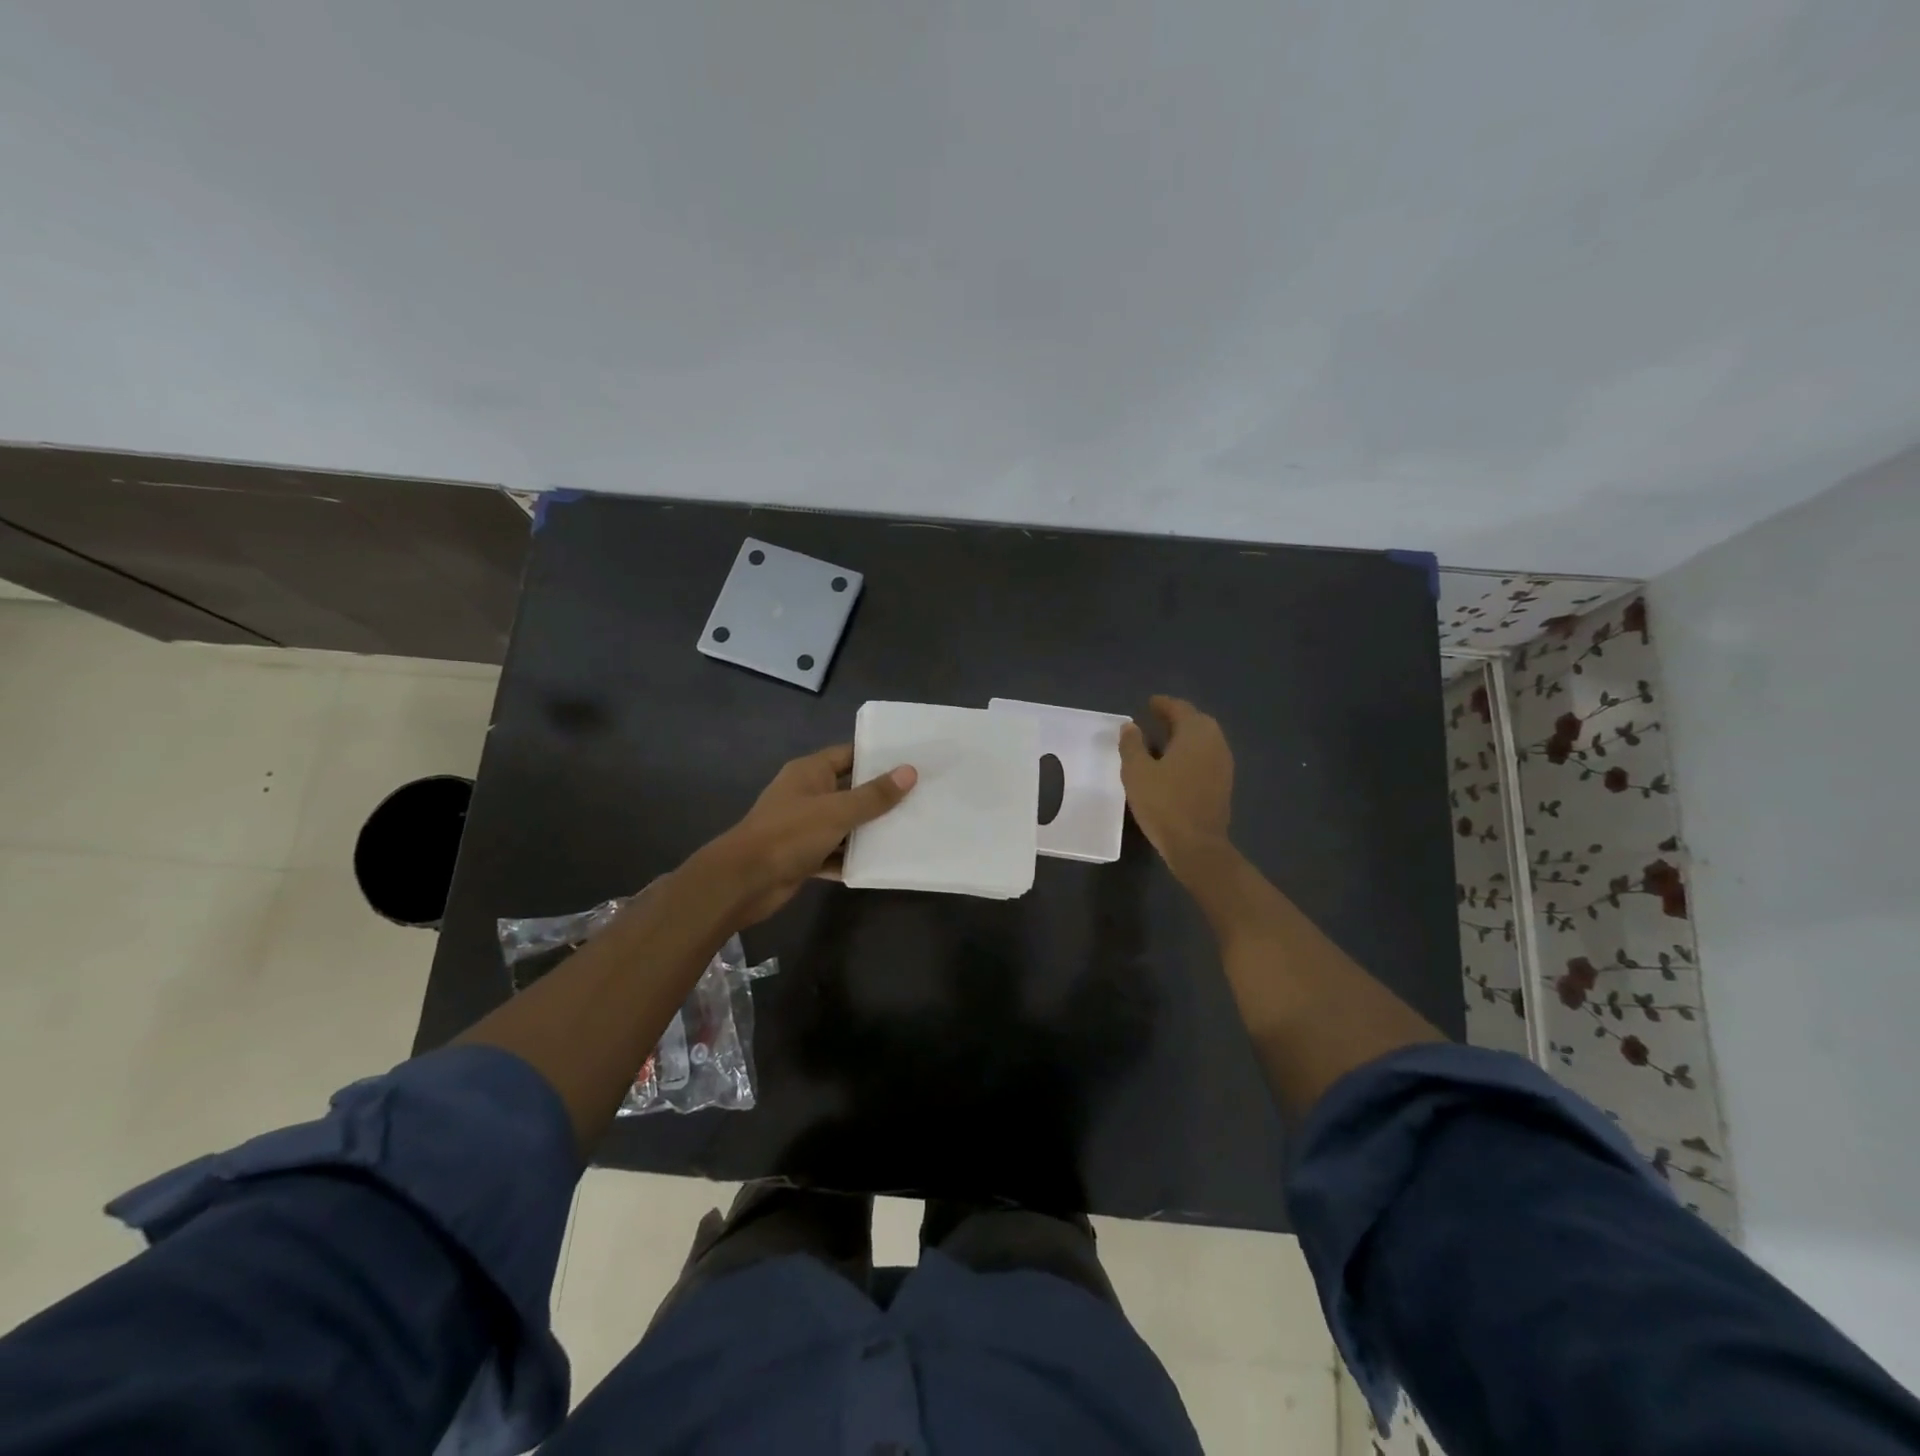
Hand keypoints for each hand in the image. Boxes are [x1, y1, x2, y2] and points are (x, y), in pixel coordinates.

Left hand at [700, 744, 915, 925]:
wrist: (744, 881)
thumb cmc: (790, 834)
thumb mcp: (837, 811)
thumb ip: (874, 795)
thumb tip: (909, 772)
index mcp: (810, 772)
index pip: (849, 755)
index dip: (878, 757)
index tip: (911, 761)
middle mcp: (807, 794)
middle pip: (849, 789)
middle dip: (880, 796)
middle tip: (920, 795)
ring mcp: (804, 826)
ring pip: (844, 823)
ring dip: (869, 829)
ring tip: (910, 827)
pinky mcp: (803, 855)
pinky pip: (835, 851)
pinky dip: (853, 856)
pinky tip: (882, 861)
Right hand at [1118, 696, 1233, 878]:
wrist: (1196, 845)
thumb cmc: (1163, 803)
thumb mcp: (1137, 772)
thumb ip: (1132, 745)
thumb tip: (1130, 726)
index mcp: (1195, 733)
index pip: (1180, 709)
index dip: (1163, 704)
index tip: (1149, 703)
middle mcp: (1215, 742)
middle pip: (1196, 721)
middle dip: (1176, 718)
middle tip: (1155, 719)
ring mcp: (1223, 764)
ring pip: (1203, 740)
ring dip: (1184, 736)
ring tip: (1162, 741)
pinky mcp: (1223, 783)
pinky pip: (1206, 757)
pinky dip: (1191, 753)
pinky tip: (1175, 764)